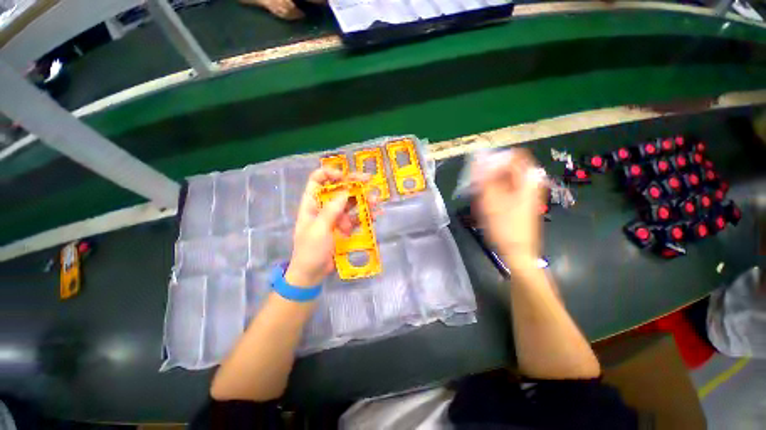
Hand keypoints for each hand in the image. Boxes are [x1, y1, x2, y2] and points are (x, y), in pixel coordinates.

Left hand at [285, 167, 372, 287]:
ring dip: (363, 200)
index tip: (344, 176)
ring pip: (350, 203)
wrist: (312, 274)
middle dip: (353, 184)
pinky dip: (366, 215)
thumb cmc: (310, 251)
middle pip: (338, 189)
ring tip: (376, 201)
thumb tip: (345, 191)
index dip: (330, 174)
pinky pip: (356, 218)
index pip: (318, 180)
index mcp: (312, 204)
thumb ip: (331, 210)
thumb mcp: (319, 229)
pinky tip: (376, 214)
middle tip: (369, 180)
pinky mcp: (344, 227)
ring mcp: (336, 217)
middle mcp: (324, 207)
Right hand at [473, 149, 544, 269]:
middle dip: (489, 173)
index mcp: (528, 180)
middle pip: (508, 167)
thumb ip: (484, 178)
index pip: (513, 156)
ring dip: (489, 183)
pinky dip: (494, 191)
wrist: (517, 252)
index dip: (494, 160)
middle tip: (476, 185)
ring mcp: (526, 193)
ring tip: (479, 196)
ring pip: (505, 178)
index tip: (480, 171)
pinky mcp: (520, 202)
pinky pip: (505, 188)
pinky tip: (485, 202)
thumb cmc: (504, 228)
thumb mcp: (491, 201)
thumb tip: (478, 158)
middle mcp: (530, 183)